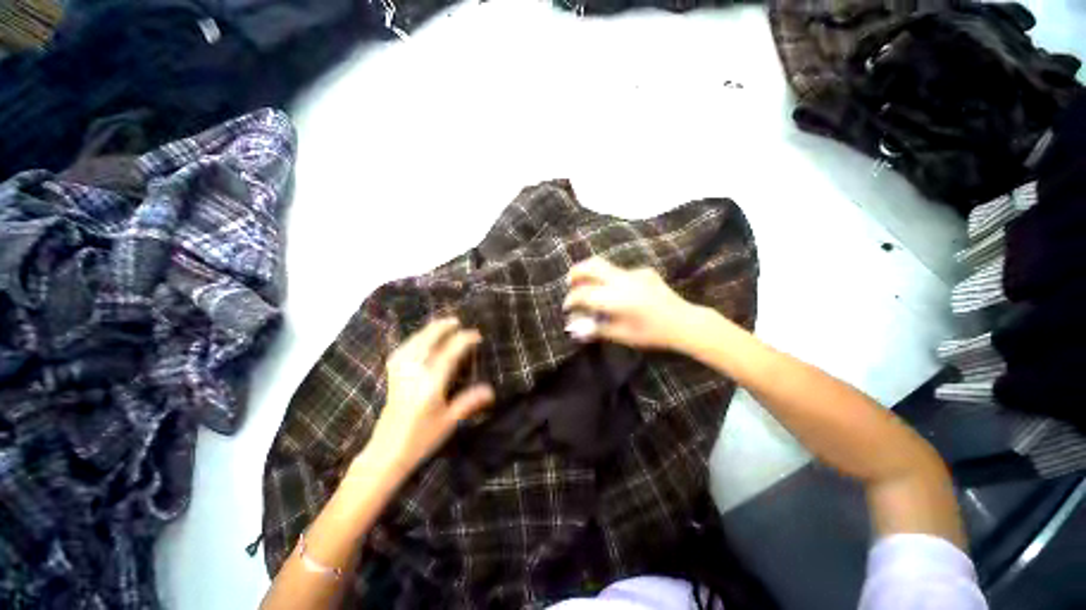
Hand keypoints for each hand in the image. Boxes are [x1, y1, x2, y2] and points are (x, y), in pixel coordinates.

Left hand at [361, 318, 494, 477]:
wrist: (387, 452)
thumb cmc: (421, 438)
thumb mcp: (449, 421)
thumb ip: (469, 402)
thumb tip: (491, 390)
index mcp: (431, 384)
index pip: (449, 353)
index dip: (464, 340)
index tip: (476, 335)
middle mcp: (414, 373)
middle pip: (428, 341)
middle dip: (442, 328)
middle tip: (457, 321)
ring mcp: (400, 373)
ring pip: (413, 343)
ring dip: (428, 330)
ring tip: (440, 324)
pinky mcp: (392, 377)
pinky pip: (402, 350)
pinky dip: (412, 340)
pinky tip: (418, 339)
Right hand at [562, 257, 700, 349]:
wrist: (684, 322)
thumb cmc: (652, 333)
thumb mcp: (623, 335)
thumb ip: (597, 329)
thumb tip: (575, 328)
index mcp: (616, 298)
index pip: (584, 293)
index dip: (571, 299)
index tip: (567, 307)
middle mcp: (623, 280)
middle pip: (592, 266)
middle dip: (576, 272)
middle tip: (569, 283)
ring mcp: (634, 272)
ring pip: (605, 265)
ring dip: (591, 273)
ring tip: (586, 284)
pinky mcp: (643, 271)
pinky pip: (620, 272)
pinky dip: (609, 279)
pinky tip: (615, 292)